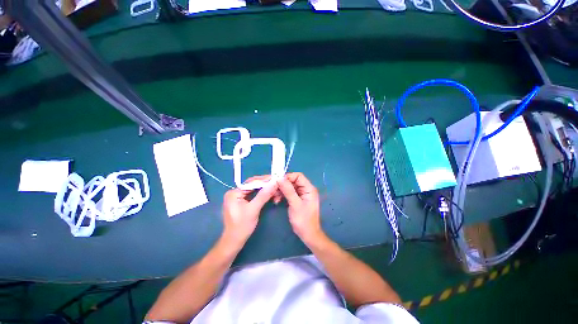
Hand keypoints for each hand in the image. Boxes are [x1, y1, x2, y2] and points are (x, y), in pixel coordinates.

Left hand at [222, 176, 278, 245]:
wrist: (234, 241)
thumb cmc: (242, 227)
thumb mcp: (254, 209)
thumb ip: (263, 195)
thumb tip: (274, 183)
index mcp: (234, 192)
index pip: (251, 182)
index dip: (264, 180)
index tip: (276, 179)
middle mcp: (235, 192)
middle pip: (253, 184)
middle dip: (265, 185)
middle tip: (277, 184)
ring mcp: (238, 196)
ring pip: (254, 189)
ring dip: (265, 189)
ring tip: (275, 189)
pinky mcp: (242, 201)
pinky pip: (253, 194)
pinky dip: (262, 194)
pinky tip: (270, 194)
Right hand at [278, 172, 323, 244]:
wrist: (307, 234)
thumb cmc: (303, 220)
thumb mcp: (295, 204)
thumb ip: (288, 190)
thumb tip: (280, 178)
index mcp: (309, 188)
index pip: (298, 176)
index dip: (288, 177)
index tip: (277, 181)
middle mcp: (306, 189)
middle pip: (293, 181)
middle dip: (283, 184)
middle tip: (273, 189)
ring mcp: (301, 194)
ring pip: (289, 187)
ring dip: (281, 190)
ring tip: (274, 197)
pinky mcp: (297, 199)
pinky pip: (288, 193)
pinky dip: (282, 195)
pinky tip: (277, 200)